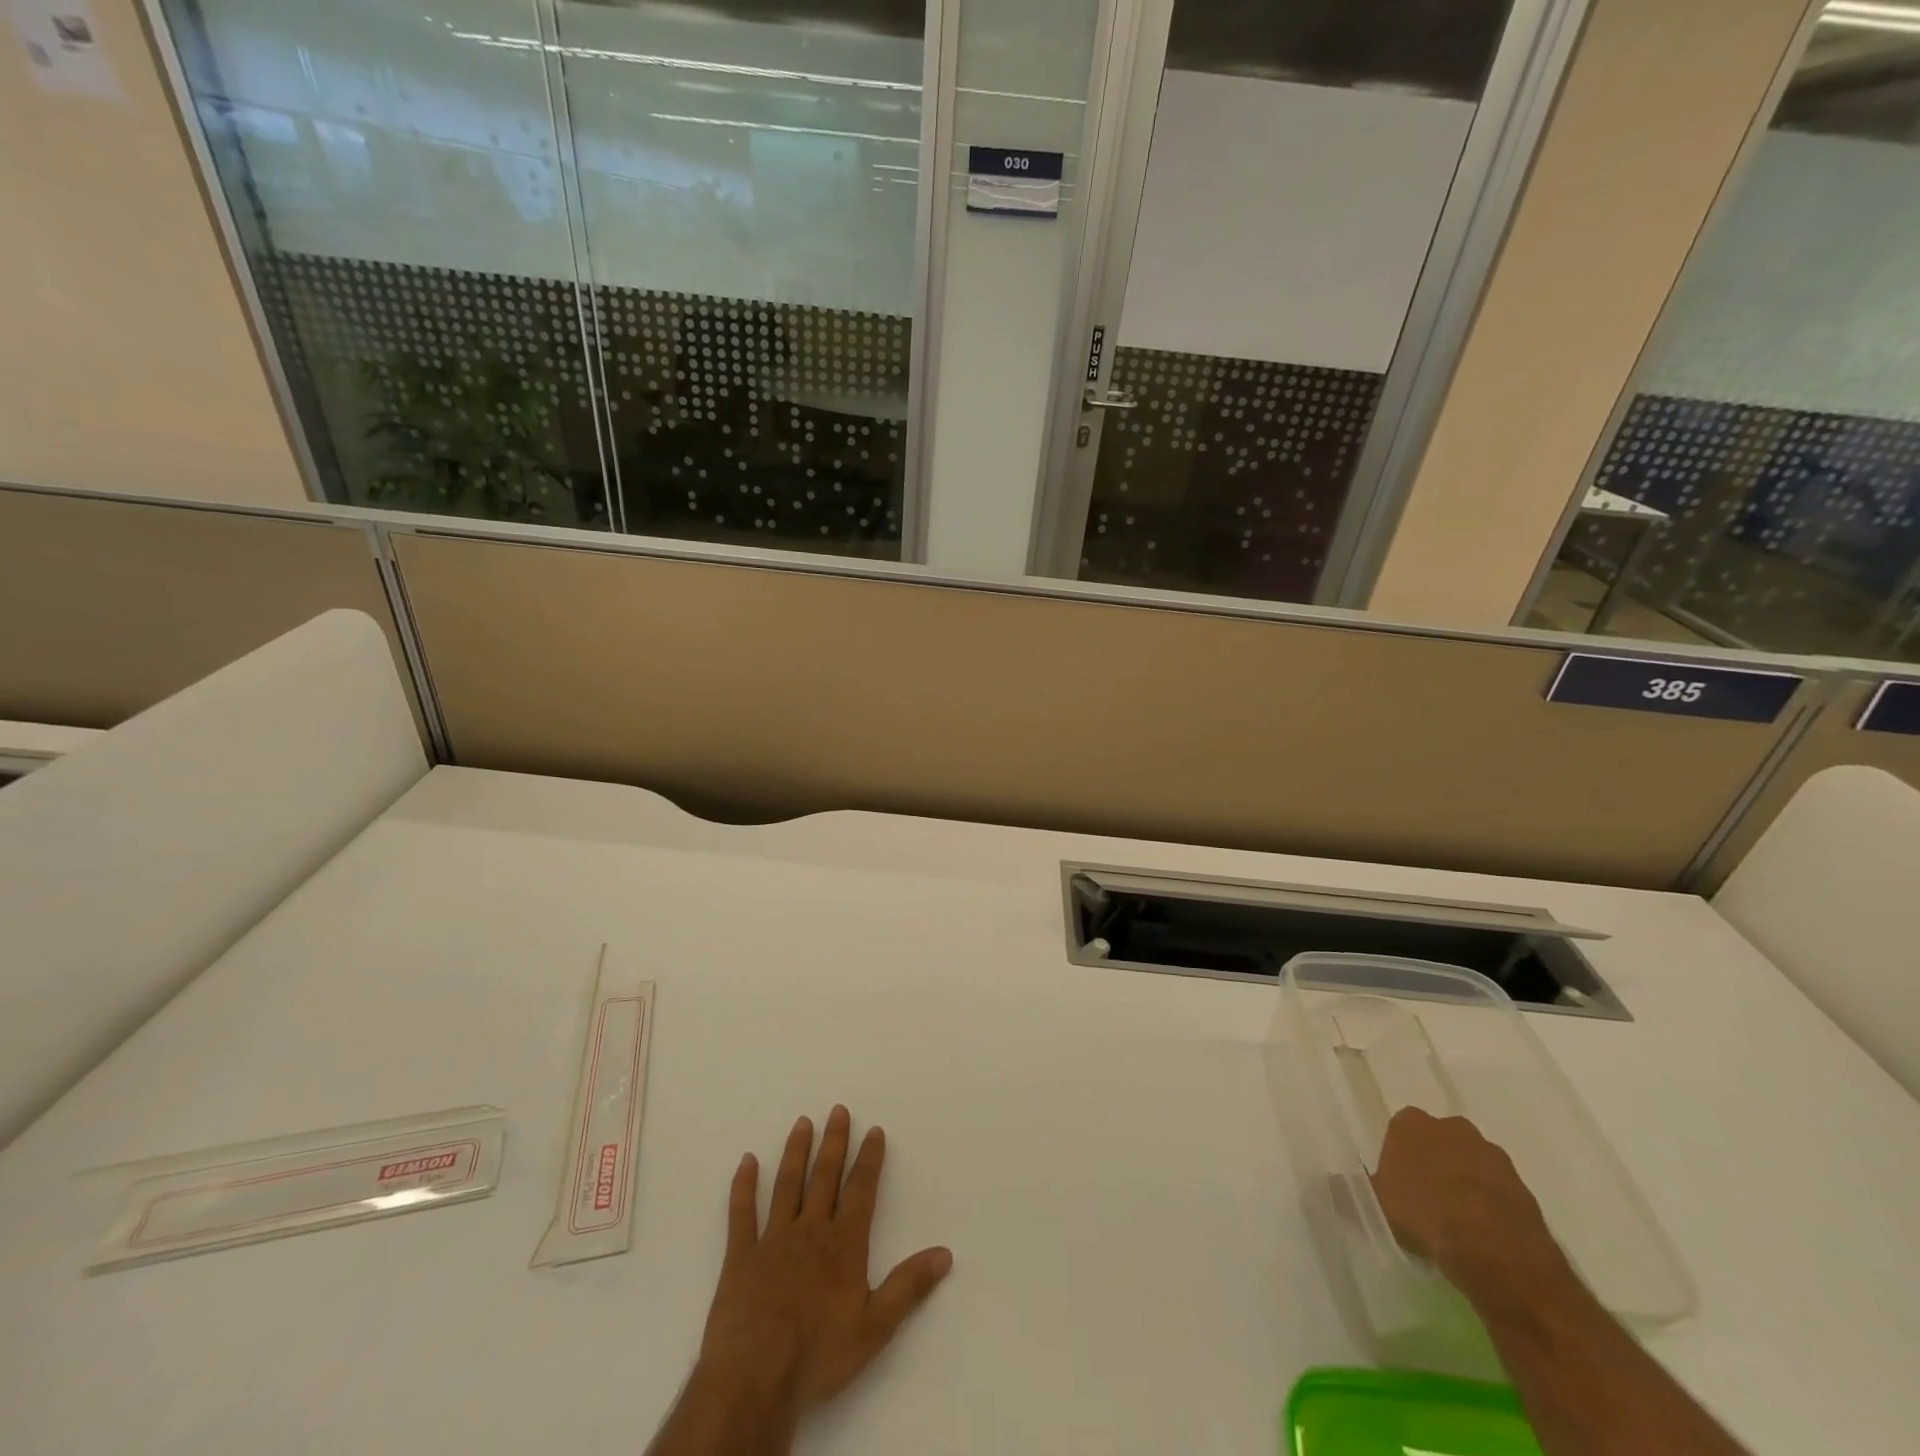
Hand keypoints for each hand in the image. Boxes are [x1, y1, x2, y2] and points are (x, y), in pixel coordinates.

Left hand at [695, 1106, 952, 1431]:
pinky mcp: (740, 1257)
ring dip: (796, 1152)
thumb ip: (908, 1286)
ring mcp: (772, 1240)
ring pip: (787, 1185)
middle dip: (834, 1142)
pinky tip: (747, 1161)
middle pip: (824, 1177)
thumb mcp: (875, 1327)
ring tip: (802, 1122)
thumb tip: (945, 1253)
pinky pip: (742, 1214)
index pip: (860, 1191)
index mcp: (843, 1244)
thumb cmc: (818, 1354)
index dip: (869, 1159)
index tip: (874, 1129)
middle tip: (838, 1109)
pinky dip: (743, 1186)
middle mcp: (810, 1231)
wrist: (755, 1377)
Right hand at [1370, 1107, 1566, 1292]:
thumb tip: (1329, 1183)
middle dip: (1434, 1163)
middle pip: (1438, 1141)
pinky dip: (1491, 1205)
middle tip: (1427, 1200)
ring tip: (1458, 1222)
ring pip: (1471, 1163)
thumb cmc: (1424, 1214)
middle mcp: (1452, 1127)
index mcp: (1411, 1123)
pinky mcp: (1523, 1186)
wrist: (1495, 1250)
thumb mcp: (1376, 1204)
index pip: (1400, 1130)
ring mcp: (1492, 1154)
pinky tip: (1484, 1234)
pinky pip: (1498, 1190)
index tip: (1398, 1184)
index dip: (1399, 1157)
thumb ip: (1353, 1189)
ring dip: (1465, 1183)